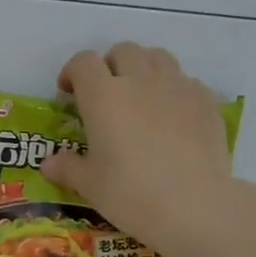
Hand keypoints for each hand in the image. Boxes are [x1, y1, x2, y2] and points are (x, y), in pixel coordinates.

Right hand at [41, 43, 246, 256]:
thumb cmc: (130, 192)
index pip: (84, 62)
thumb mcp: (89, 184)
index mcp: (103, 96)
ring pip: (158, 57)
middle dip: (110, 65)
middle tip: (105, 94)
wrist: (193, 205)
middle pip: (123, 51)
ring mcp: (177, 87)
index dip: (73, 72)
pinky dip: (173, 89)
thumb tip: (49, 163)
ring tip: (140, 97)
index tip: (68, 93)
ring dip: (143, 68)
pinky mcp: (206, 102)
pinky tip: (172, 117)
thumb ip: (67, 167)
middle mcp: (140, 81)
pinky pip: (186, 81)